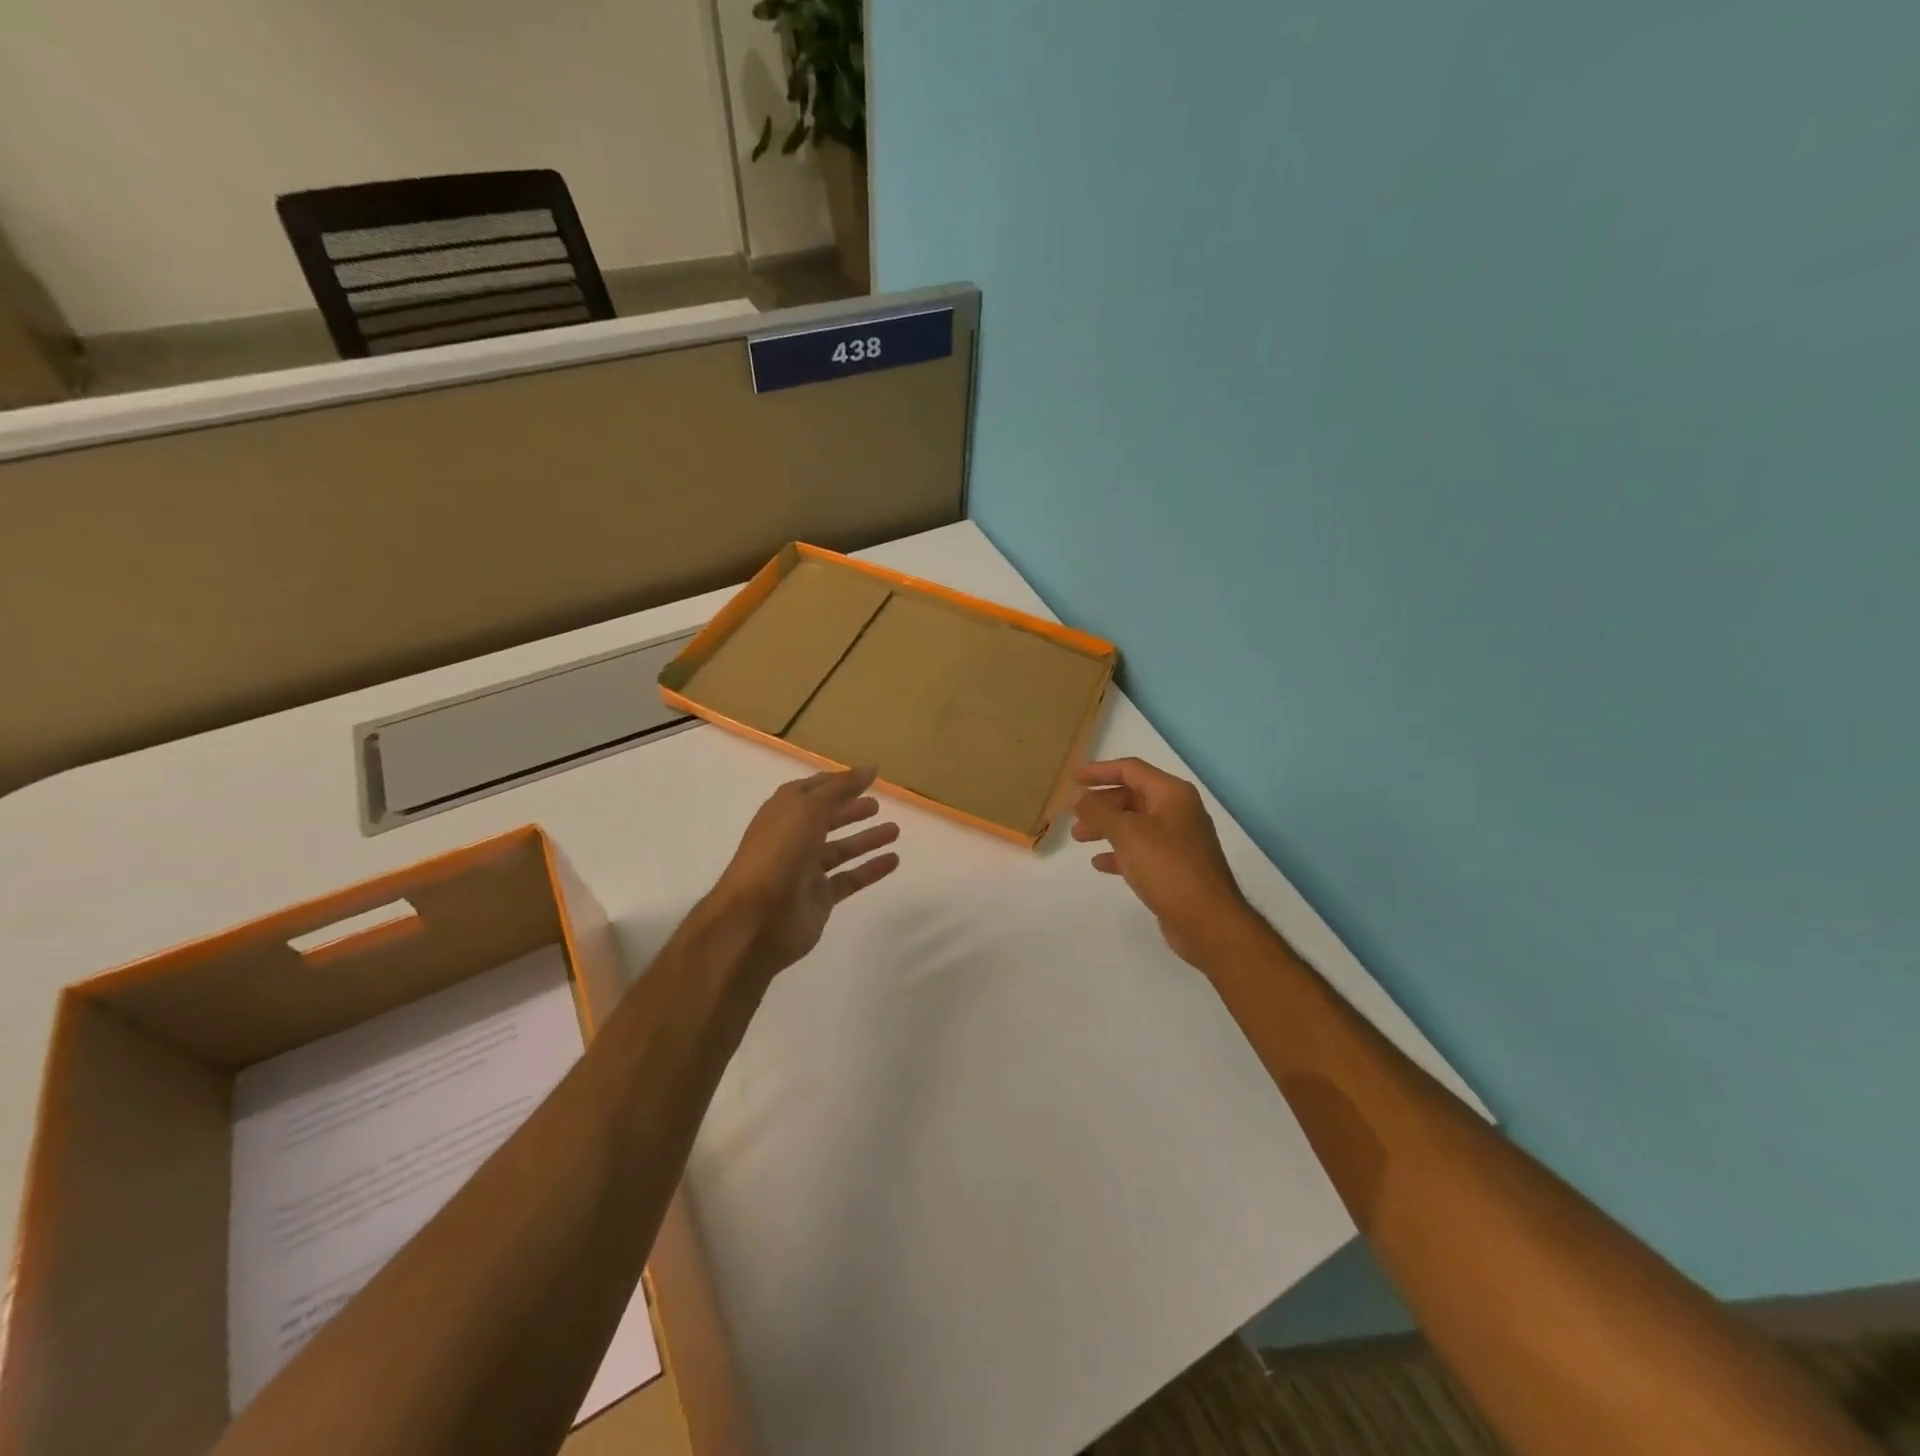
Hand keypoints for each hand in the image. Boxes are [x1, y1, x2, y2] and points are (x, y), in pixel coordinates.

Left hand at [707, 765, 900, 979]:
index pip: (812, 790)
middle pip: (826, 819)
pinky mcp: (819, 898)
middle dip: (850, 810)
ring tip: (895, 831)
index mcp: (783, 812)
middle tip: (878, 805)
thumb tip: (871, 768)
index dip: (837, 782)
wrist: (756, 918)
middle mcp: (793, 838)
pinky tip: (894, 861)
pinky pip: (850, 879)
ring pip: (840, 849)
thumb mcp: (808, 809)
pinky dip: (871, 870)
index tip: (867, 777)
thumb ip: (840, 788)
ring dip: (866, 839)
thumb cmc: (779, 853)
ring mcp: (805, 870)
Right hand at [1071, 758, 1263, 970]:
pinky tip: (1100, 863)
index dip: (1099, 771)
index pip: (1130, 770)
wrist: (1208, 921)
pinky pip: (1141, 850)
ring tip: (1079, 839)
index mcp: (1172, 794)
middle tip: (1073, 816)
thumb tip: (1080, 798)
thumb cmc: (1168, 868)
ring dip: (1105, 827)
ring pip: (1134, 824)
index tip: (1073, 779)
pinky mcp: (1174, 867)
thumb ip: (1099, 812)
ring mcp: (1178, 840)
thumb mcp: (1128, 834)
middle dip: (1100, 804)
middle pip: (1132, 796)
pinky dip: (1119, 851)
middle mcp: (1178, 811)